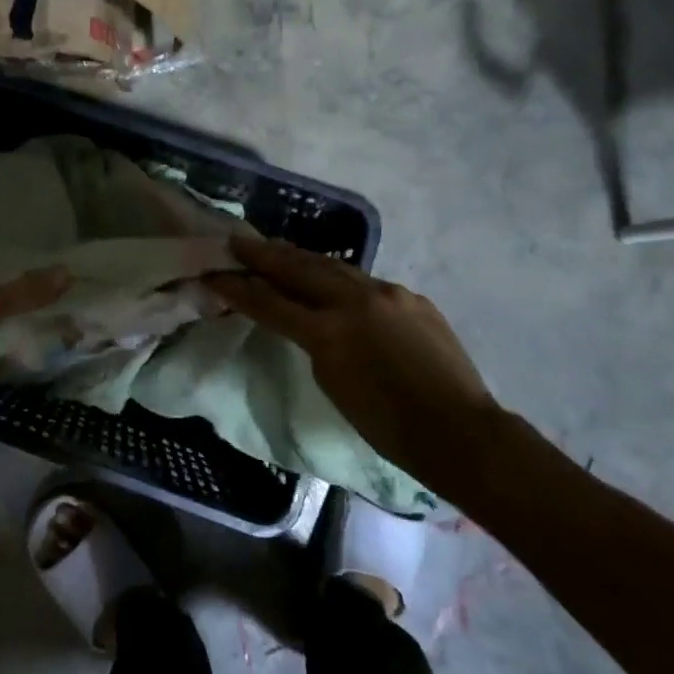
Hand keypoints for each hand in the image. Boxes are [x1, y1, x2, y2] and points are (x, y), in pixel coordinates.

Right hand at [206, 236, 533, 497]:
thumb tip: (308, 321)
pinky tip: (330, 277)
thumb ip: (314, 344)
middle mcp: (356, 301)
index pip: (272, 302)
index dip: (239, 288)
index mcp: (330, 332)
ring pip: (333, 267)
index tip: (215, 273)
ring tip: (276, 249)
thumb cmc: (388, 426)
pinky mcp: (411, 297)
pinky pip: (365, 281)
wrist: (459, 431)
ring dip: (300, 258)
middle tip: (239, 242)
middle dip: (265, 256)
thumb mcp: (333, 384)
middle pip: (300, 269)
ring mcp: (388, 293)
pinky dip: (338, 277)